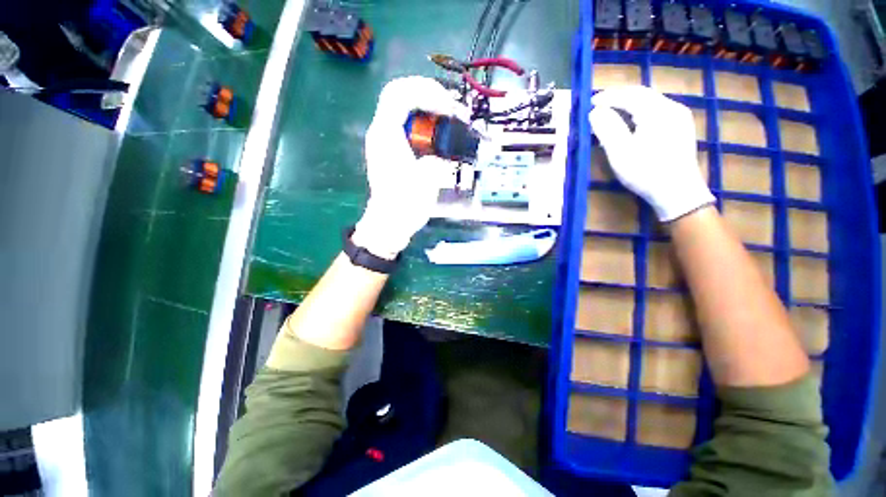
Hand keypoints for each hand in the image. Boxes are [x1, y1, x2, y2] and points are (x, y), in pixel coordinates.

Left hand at [352, 76, 469, 258]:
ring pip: (403, 108)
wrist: (390, 223)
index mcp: (385, 135)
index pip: (401, 93)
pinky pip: (407, 124)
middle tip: (451, 108)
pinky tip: (438, 131)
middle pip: (400, 94)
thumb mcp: (427, 179)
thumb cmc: (405, 205)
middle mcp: (381, 132)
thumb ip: (438, 157)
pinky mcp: (391, 150)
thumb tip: (445, 151)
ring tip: (449, 116)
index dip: (427, 92)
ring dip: (427, 107)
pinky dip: (424, 122)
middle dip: (428, 94)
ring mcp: (384, 140)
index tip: (448, 108)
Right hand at [589, 86, 713, 221]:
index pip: (630, 95)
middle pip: (643, 94)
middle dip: (620, 97)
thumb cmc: (646, 173)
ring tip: (613, 112)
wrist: (678, 192)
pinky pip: (658, 111)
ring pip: (651, 102)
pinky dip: (641, 111)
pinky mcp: (681, 128)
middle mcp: (672, 108)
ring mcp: (680, 117)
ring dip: (630, 104)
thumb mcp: (620, 152)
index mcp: (657, 112)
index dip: (609, 97)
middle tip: (600, 104)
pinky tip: (633, 122)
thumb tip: (595, 111)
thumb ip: (607, 129)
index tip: (591, 102)